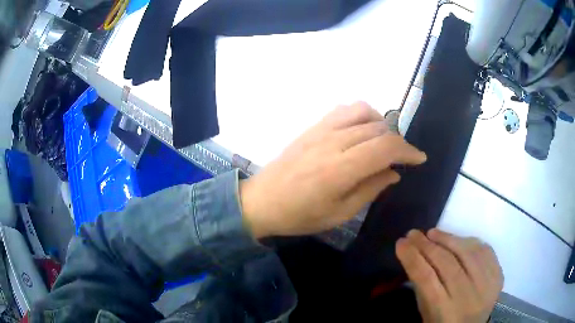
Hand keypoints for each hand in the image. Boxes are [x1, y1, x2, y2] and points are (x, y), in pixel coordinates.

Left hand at [240, 102, 426, 237]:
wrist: (262, 201)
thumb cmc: (300, 215)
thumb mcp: (339, 214)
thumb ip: (370, 190)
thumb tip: (394, 172)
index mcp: (340, 169)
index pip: (386, 147)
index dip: (408, 151)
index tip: (419, 159)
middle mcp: (333, 142)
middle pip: (379, 129)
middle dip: (398, 142)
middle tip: (400, 159)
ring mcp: (321, 130)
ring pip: (364, 111)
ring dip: (381, 124)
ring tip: (382, 143)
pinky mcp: (312, 126)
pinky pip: (344, 109)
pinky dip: (361, 115)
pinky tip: (361, 131)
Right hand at [396, 229, 503, 322]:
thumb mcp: (427, 313)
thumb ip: (422, 287)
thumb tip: (414, 254)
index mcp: (445, 312)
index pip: (426, 278)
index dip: (412, 258)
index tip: (400, 243)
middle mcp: (467, 297)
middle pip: (446, 263)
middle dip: (426, 245)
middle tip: (413, 233)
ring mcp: (486, 285)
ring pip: (467, 253)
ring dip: (447, 238)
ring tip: (432, 232)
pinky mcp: (497, 275)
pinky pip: (484, 250)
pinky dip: (468, 241)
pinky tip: (456, 239)